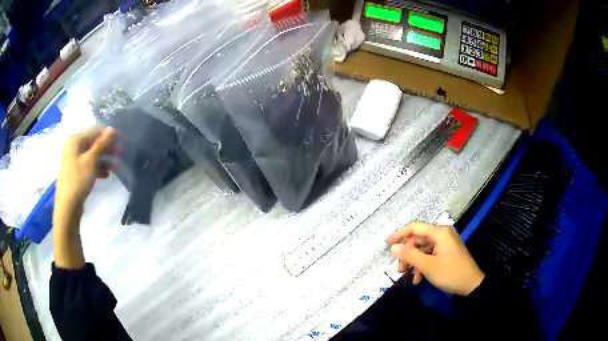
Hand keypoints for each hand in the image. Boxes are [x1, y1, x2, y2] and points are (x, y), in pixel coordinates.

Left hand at [55, 127, 115, 217]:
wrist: (68, 206)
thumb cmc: (78, 180)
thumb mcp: (91, 160)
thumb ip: (102, 144)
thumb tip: (112, 129)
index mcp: (75, 140)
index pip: (94, 131)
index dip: (108, 135)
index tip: (121, 141)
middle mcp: (73, 146)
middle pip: (93, 143)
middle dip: (107, 148)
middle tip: (120, 154)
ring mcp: (73, 159)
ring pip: (92, 155)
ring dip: (104, 159)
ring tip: (115, 167)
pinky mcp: (76, 171)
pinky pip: (88, 164)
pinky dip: (97, 168)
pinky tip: (106, 175)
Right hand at [386, 222, 484, 295]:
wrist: (471, 285)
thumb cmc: (450, 273)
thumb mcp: (427, 266)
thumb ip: (409, 255)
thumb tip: (393, 247)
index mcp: (439, 232)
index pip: (415, 227)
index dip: (399, 234)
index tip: (386, 244)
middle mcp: (442, 234)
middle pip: (418, 240)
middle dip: (408, 255)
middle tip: (400, 270)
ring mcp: (446, 244)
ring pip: (423, 249)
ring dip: (415, 263)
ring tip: (411, 278)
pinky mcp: (447, 253)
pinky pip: (431, 255)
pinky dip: (423, 265)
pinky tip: (419, 279)